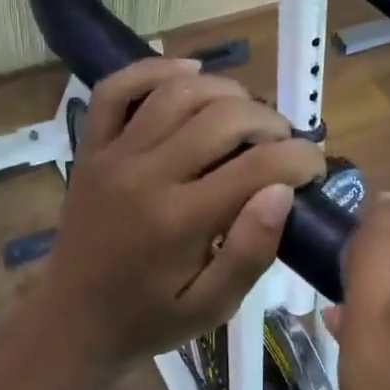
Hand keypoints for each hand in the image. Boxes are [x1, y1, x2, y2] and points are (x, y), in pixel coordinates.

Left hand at [31, 57, 324, 371]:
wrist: (73, 321)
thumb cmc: (150, 319)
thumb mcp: (212, 307)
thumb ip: (250, 252)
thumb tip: (283, 192)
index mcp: (180, 220)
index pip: (258, 165)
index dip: (301, 158)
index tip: (316, 167)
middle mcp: (146, 175)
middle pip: (223, 117)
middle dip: (270, 123)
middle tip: (284, 146)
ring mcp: (113, 155)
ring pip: (178, 92)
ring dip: (227, 92)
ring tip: (250, 115)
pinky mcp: (91, 147)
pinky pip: (117, 89)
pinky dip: (154, 69)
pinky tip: (190, 71)